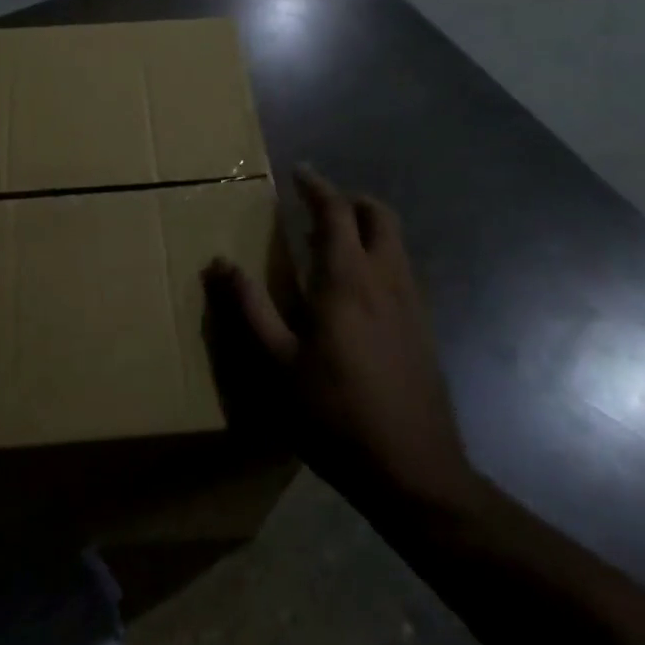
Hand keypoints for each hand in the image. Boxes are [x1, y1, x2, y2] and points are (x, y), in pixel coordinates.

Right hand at [206, 167, 475, 510]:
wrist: (414, 471)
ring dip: (367, 229)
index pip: (336, 212)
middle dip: (350, 201)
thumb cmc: (334, 414)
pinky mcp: (424, 329)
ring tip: (331, 246)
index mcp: (347, 280)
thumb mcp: (276, 364)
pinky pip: (402, 271)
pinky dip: (379, 258)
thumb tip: (219, 262)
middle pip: (379, 216)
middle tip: (318, 207)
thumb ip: (248, 308)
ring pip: (395, 243)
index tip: (298, 172)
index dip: (316, 187)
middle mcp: (386, 279)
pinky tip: (357, 293)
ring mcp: (412, 304)